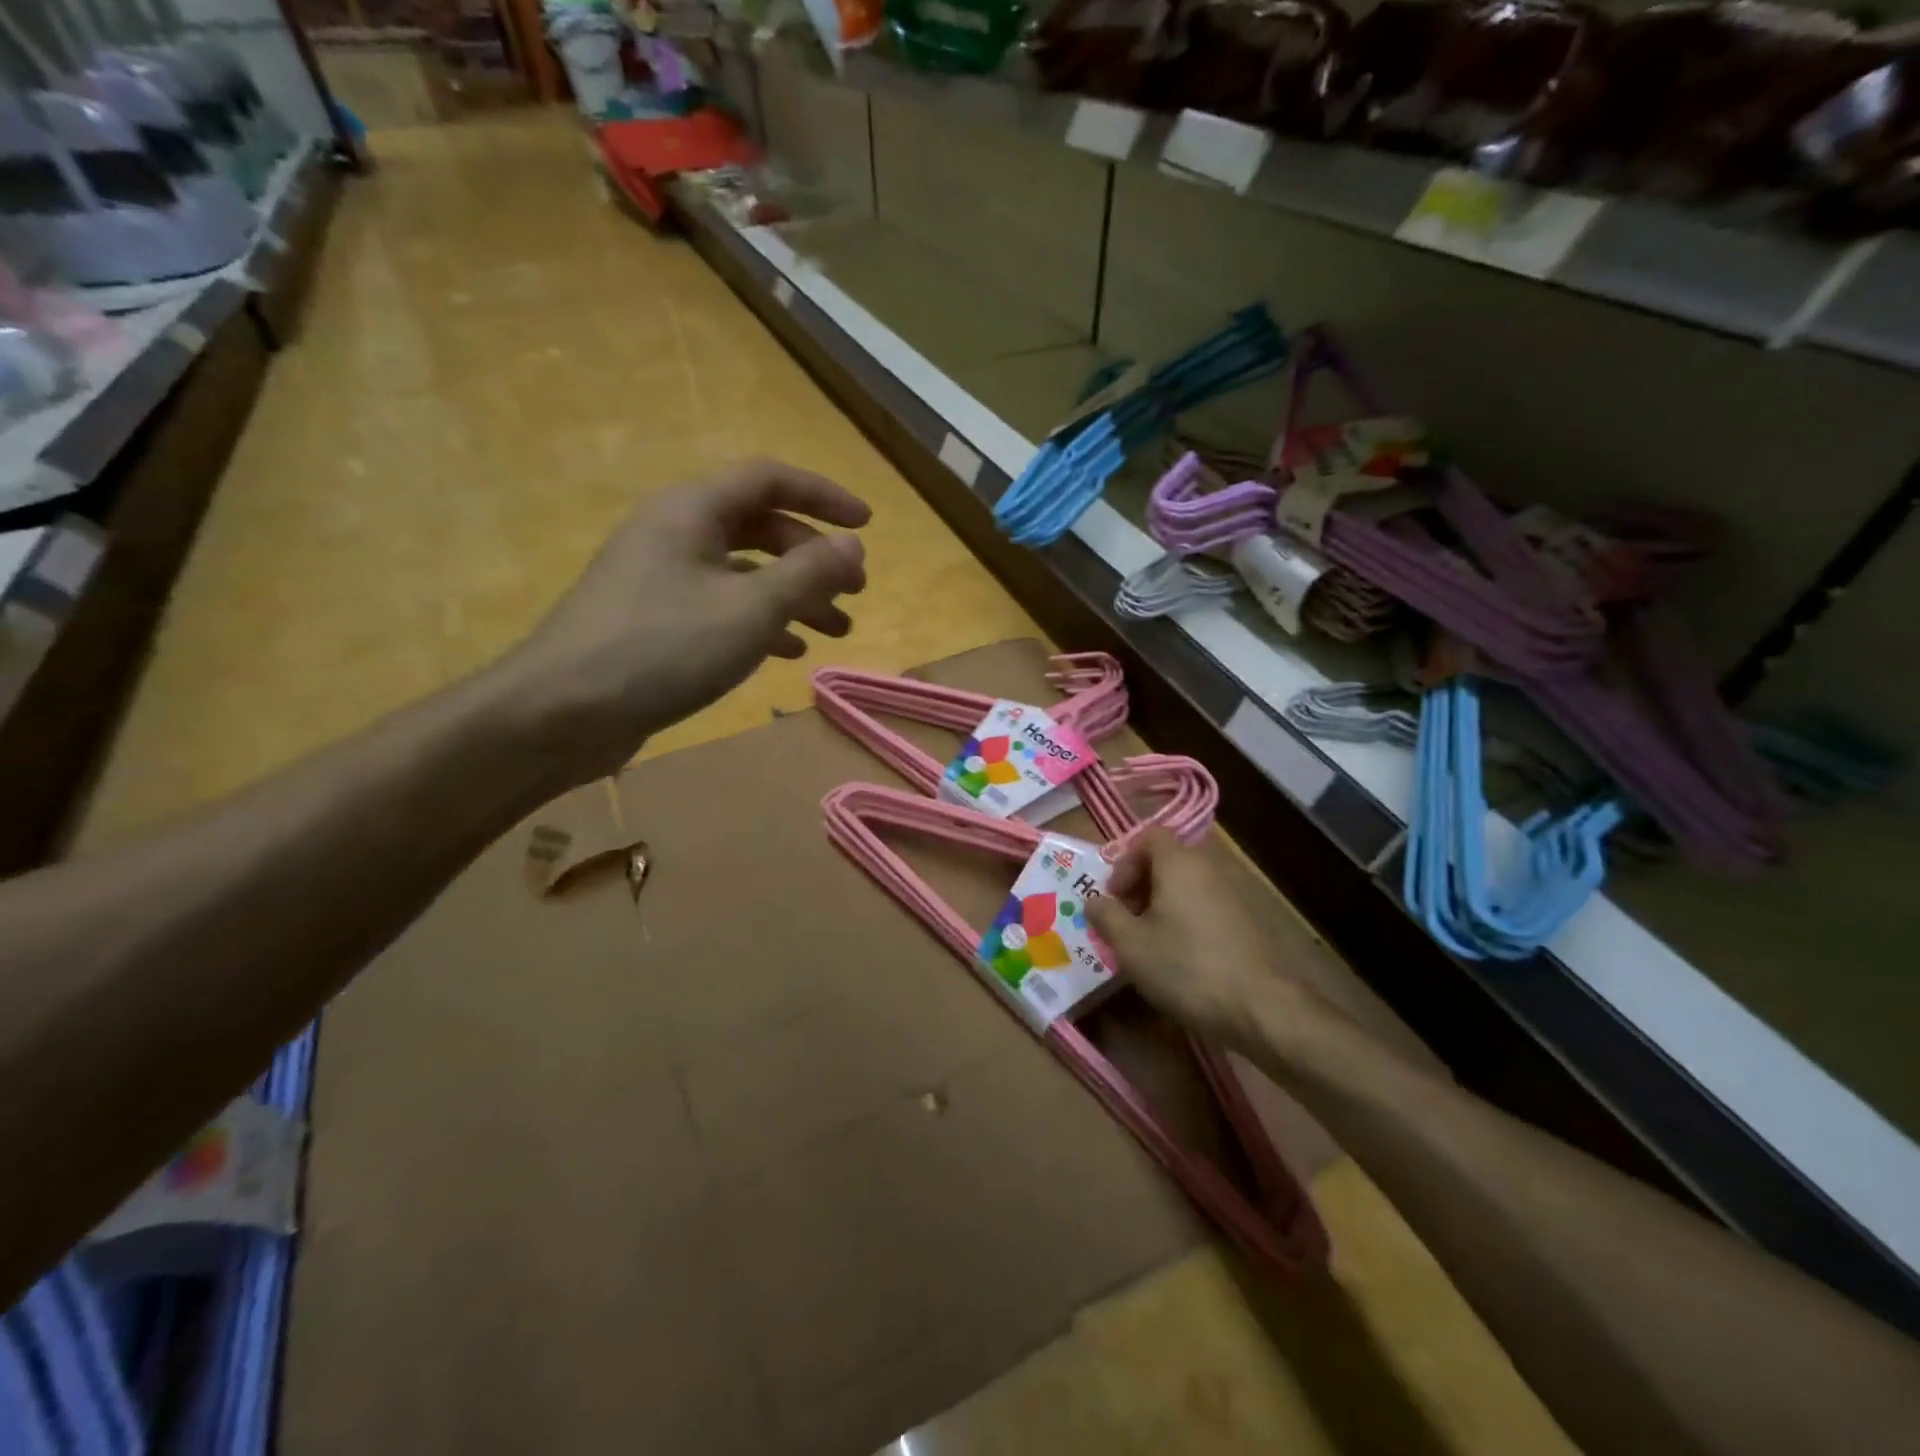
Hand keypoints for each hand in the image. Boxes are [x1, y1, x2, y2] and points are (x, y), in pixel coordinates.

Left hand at [503, 459, 869, 779]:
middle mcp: (675, 533)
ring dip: (794, 596)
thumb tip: (853, 544)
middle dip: (814, 558)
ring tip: (837, 630)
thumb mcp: (751, 608)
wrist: (562, 711)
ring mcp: (660, 578)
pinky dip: (761, 623)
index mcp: (693, 511)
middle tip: (855, 591)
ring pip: (744, 573)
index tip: (867, 524)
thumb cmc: (663, 648)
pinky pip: (721, 607)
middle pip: (761, 528)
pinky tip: (788, 652)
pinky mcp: (654, 621)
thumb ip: (809, 573)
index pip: (770, 480)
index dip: (824, 496)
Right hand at [1088, 828, 1335, 1048]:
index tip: (1114, 897)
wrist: (1262, 1007)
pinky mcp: (1248, 921)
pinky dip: (1186, 921)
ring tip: (1149, 944)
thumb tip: (1093, 901)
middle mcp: (1209, 868)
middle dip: (1140, 887)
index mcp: (1179, 863)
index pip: (1147, 836)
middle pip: (1167, 861)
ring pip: (1186, 887)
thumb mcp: (1130, 945)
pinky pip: (1205, 907)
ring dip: (1162, 906)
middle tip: (1126, 922)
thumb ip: (1105, 916)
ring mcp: (1233, 894)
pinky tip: (1180, 958)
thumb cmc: (1186, 966)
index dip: (1124, 861)